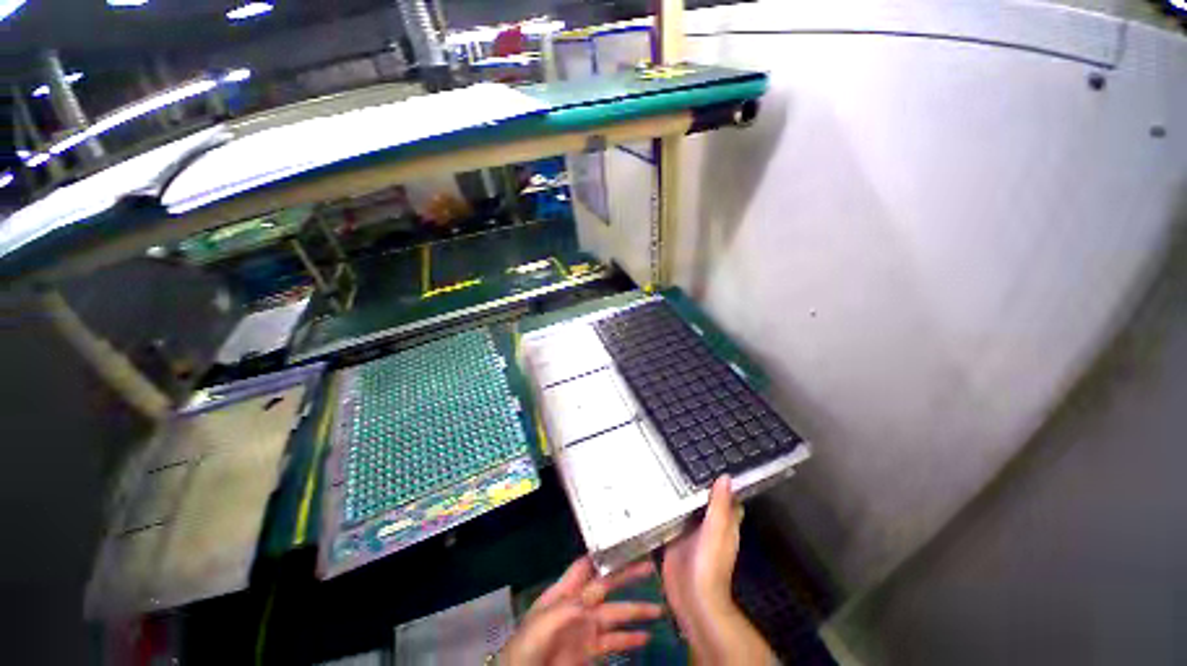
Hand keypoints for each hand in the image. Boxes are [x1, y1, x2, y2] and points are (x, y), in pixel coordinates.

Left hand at [498, 557, 661, 665]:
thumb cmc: (527, 645)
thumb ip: (568, 606)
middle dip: (627, 575)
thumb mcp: (543, 622)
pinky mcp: (589, 650)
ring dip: (636, 611)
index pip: (587, 566)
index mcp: (565, 591)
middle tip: (649, 566)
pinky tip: (646, 637)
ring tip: (659, 608)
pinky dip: (630, 639)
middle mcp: (579, 604)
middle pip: (607, 585)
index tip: (626, 544)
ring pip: (616, 614)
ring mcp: (585, 628)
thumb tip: (593, 595)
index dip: (605, 555)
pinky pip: (614, 642)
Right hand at [662, 476, 741, 629]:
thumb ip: (719, 504)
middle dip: (693, 483)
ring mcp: (689, 532)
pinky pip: (669, 519)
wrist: (692, 598)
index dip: (720, 482)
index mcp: (722, 522)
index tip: (709, 462)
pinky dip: (664, 508)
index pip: (725, 497)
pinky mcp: (673, 539)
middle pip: (702, 500)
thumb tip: (726, 477)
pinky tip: (651, 493)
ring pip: (685, 508)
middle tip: (679, 459)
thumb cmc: (710, 563)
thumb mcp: (716, 529)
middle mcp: (706, 525)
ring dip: (677, 494)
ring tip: (663, 469)